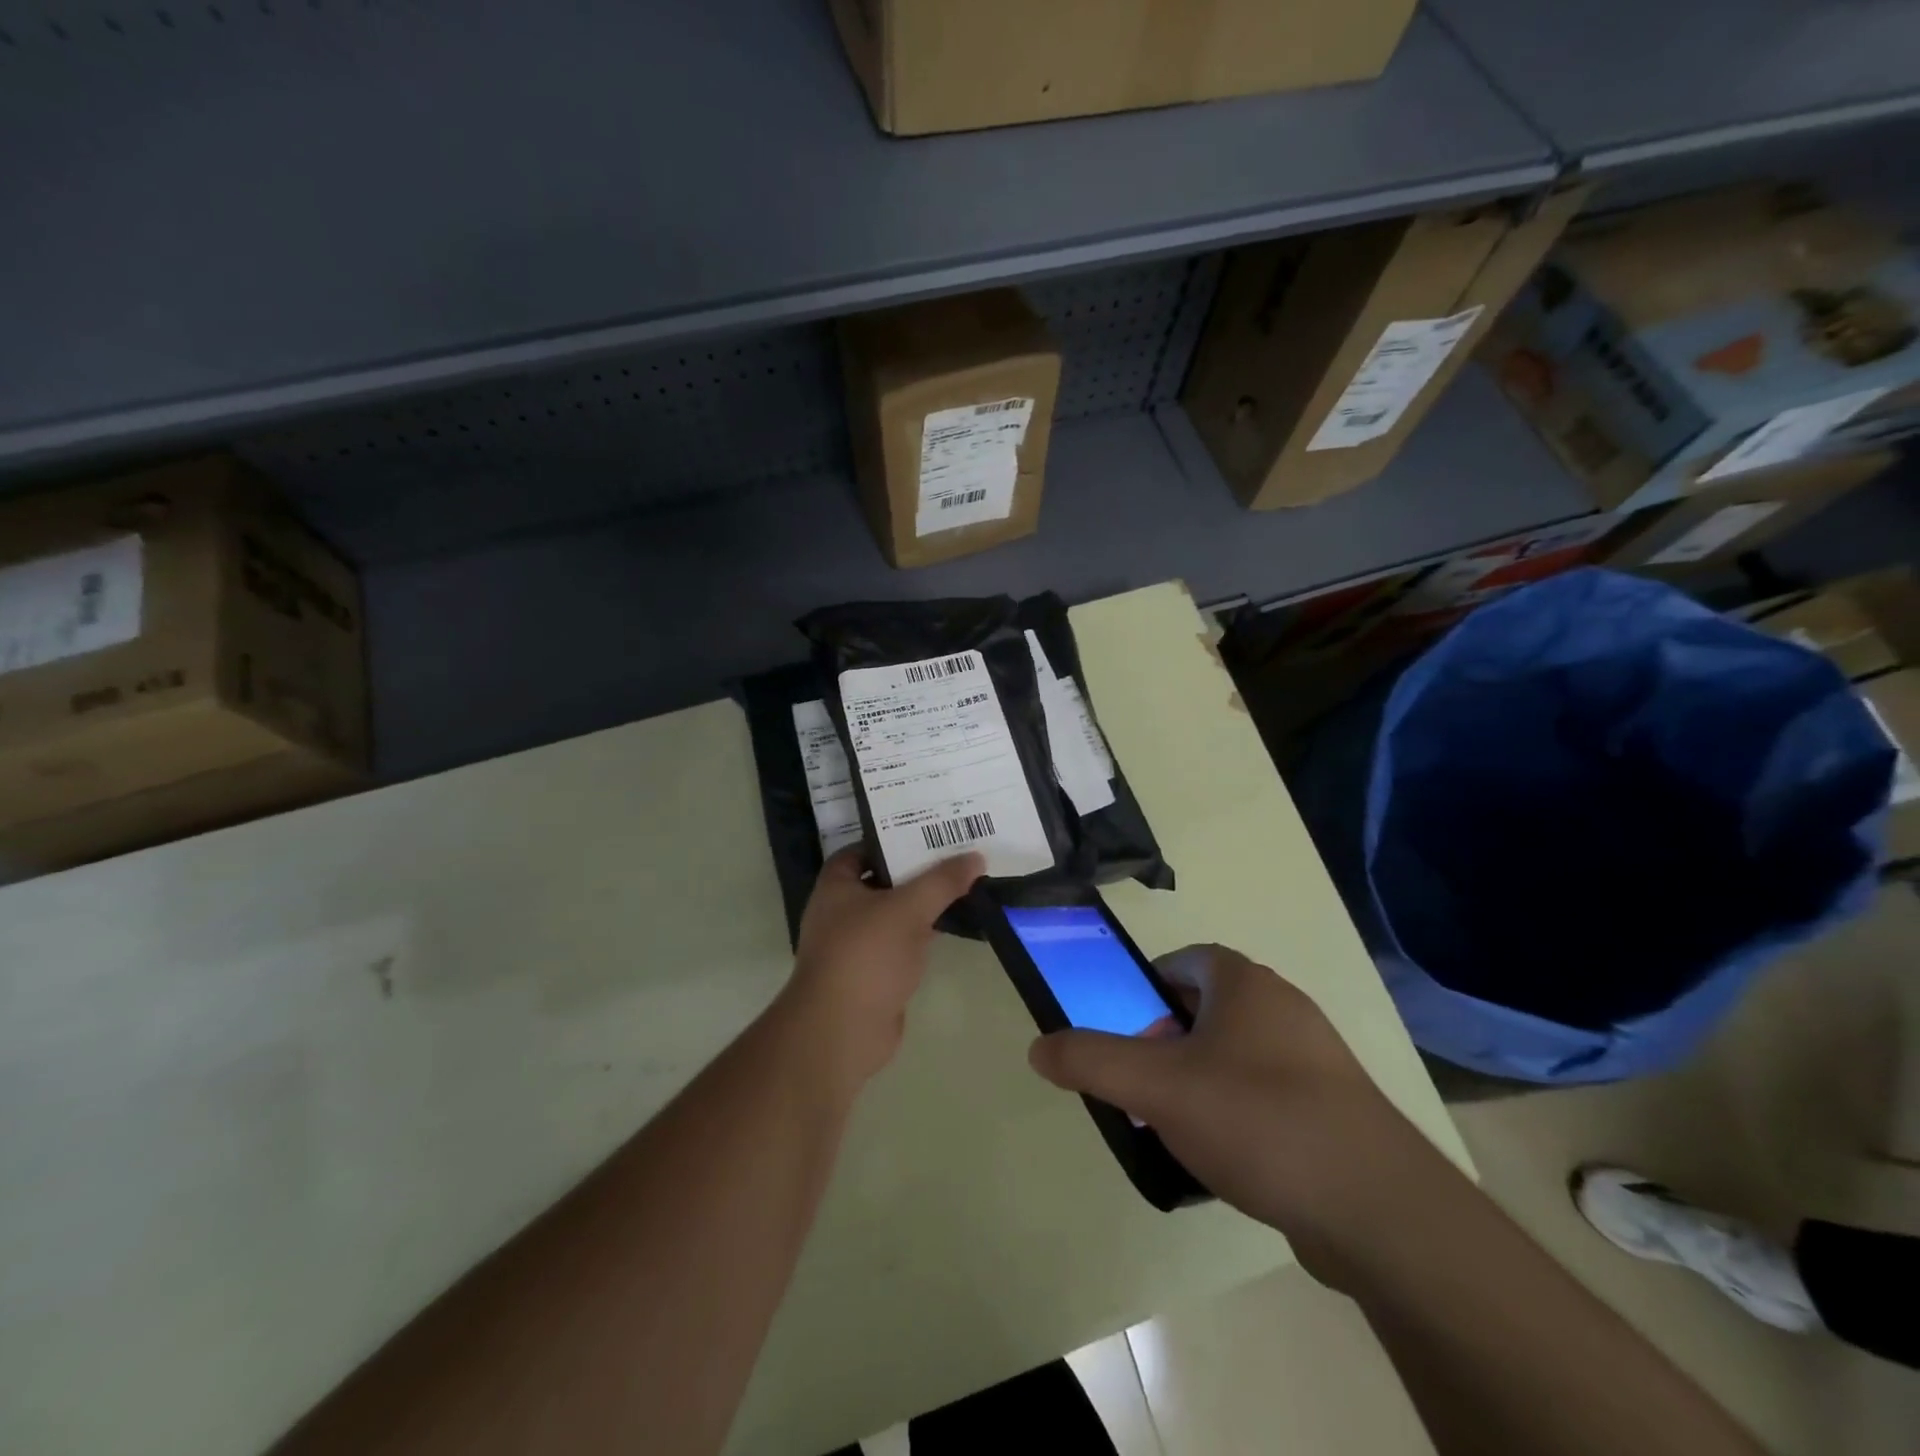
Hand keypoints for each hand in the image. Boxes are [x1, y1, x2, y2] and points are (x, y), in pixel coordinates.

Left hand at [785, 847, 984, 1090]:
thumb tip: (976, 857)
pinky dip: (924, 934)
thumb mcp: (908, 908)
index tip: (929, 831)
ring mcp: (858, 945)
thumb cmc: (865, 956)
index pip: (864, 849)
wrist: (842, 1031)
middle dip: (917, 870)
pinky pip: (903, 943)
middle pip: (884, 880)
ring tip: (964, 884)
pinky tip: (954, 926)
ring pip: (896, 914)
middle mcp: (842, 911)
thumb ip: (942, 881)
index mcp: (837, 886)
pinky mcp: (875, 973)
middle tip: (957, 854)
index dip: (893, 838)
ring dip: (923, 904)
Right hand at [1028, 944, 1443, 1282]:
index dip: (1148, 988)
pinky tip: (1226, 1162)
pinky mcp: (1335, 1111)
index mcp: (1245, 984)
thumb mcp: (1156, 1087)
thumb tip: (1037, 1048)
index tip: (1128, 1030)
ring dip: (1200, 1081)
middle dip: (1167, 1042)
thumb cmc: (1257, 1119)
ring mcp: (1317, 1060)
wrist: (1378, 1209)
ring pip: (1236, 1056)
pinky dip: (1238, 1116)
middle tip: (1143, 1085)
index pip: (1185, 960)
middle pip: (1207, 1009)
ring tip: (1177, 1128)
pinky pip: (1268, 1097)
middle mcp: (1284, 1008)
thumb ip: (1091, 1061)